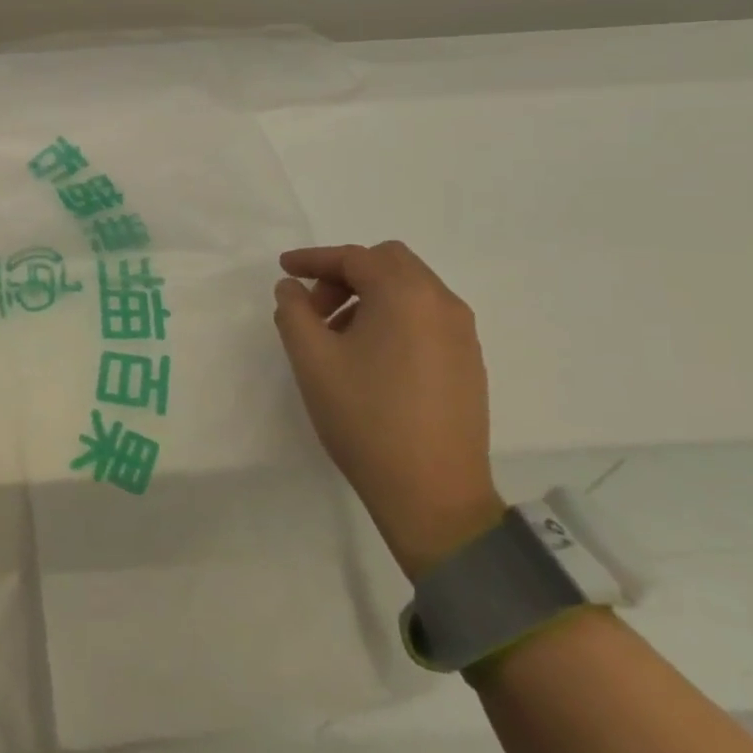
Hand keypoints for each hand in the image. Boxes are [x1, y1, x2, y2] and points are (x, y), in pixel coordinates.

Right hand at [273, 243, 504, 580]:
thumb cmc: (365, 418)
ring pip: (410, 290)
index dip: (313, 259)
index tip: (284, 269)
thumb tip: (292, 288)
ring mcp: (462, 334)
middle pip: (388, 263)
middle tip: (315, 307)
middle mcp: (442, 304)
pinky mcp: (468, 363)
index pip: (354, 257)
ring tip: (337, 336)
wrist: (433, 495)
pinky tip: (371, 358)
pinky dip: (394, 318)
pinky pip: (426, 318)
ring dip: (369, 296)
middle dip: (345, 275)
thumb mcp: (312, 360)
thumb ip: (293, 311)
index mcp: (406, 295)